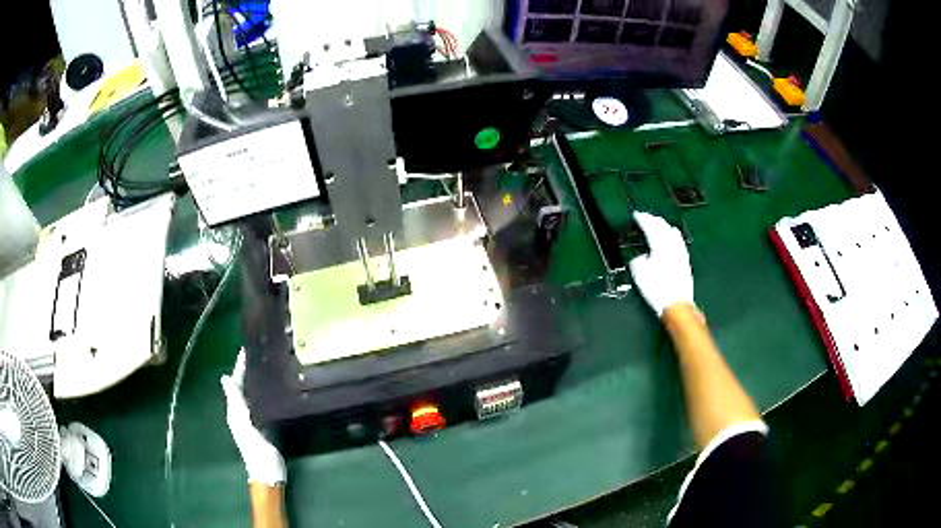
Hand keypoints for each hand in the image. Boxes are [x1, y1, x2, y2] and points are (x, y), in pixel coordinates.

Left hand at [221, 349, 285, 485]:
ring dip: (254, 380)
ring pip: (251, 394)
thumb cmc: (256, 450)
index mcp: (235, 411)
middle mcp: (240, 412)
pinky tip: (271, 389)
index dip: (239, 367)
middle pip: (242, 387)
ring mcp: (252, 420)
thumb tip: (225, 377)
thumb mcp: (245, 425)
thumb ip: (235, 403)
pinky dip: (262, 392)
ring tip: (264, 365)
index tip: (246, 349)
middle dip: (246, 370)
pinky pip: (260, 403)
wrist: (268, 473)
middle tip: (258, 352)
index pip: (235, 384)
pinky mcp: (263, 426)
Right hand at [629, 212, 694, 316]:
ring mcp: (680, 252)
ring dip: (664, 225)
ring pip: (673, 232)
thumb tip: (641, 256)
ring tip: (659, 223)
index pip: (650, 227)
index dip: (643, 219)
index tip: (636, 215)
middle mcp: (672, 245)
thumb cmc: (657, 289)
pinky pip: (679, 240)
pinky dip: (673, 234)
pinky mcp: (685, 260)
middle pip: (663, 226)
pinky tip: (672, 237)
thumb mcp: (639, 274)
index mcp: (659, 246)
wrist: (677, 303)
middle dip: (654, 220)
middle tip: (646, 217)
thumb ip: (638, 260)